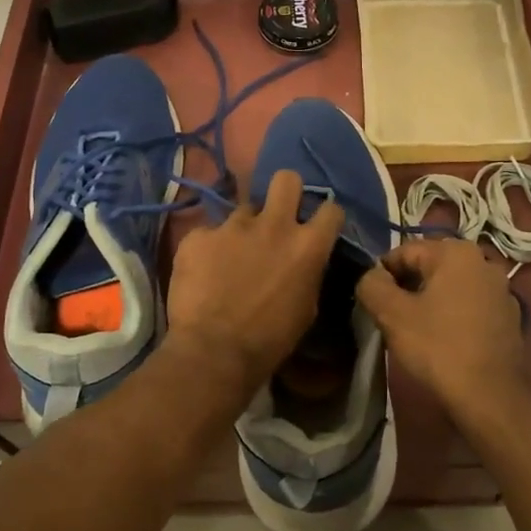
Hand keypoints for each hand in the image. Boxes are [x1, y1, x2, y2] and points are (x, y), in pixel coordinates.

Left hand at [167, 169, 344, 401]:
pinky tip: (203, 273)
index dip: (325, 217)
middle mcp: (274, 224)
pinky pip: (207, 233)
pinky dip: (208, 249)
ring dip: (242, 229)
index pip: (331, 209)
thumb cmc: (270, 340)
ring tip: (231, 256)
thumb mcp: (307, 308)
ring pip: (243, 210)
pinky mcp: (198, 235)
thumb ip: (309, 272)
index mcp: (307, 245)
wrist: (214, 352)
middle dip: (285, 191)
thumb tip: (305, 261)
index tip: (317, 227)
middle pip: (286, 179)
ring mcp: (233, 226)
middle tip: (277, 214)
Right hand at [355, 238, 527, 425]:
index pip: (405, 252)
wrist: (490, 397)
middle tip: (392, 318)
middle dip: (408, 287)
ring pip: (451, 287)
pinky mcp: (510, 317)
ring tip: (416, 331)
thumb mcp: (392, 315)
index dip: (382, 275)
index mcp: (456, 252)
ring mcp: (501, 290)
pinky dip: (454, 316)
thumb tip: (371, 276)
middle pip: (430, 267)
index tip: (373, 303)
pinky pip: (471, 306)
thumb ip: (372, 285)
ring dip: (431, 301)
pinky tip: (444, 341)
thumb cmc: (438, 348)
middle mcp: (483, 261)